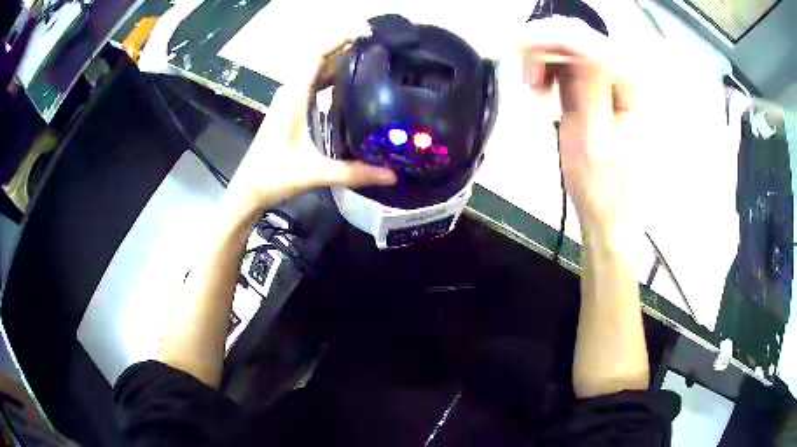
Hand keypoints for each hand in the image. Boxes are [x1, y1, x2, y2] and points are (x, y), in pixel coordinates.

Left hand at [223, 36, 396, 223]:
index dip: (338, 40)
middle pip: (318, 59)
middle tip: (378, 48)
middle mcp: (290, 93)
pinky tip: (349, 84)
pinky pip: (312, 83)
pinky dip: (330, 77)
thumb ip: (353, 173)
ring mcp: (289, 100)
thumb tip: (391, 175)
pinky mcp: (290, 109)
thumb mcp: (314, 174)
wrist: (248, 189)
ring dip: (338, 61)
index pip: (315, 55)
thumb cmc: (273, 177)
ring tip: (369, 60)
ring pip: (315, 71)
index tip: (364, 34)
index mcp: (293, 98)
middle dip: (345, 48)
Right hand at [519, 17, 635, 236]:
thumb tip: (571, 42)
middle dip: (544, 48)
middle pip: (579, 37)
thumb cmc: (604, 188)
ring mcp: (614, 82)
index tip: (521, 53)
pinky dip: (549, 69)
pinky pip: (569, 63)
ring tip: (534, 88)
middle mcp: (628, 78)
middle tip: (527, 78)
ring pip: (570, 46)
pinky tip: (543, 88)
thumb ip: (586, 87)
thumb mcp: (593, 139)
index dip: (551, 39)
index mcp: (634, 88)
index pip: (589, 42)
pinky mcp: (599, 90)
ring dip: (544, 59)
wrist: (611, 214)